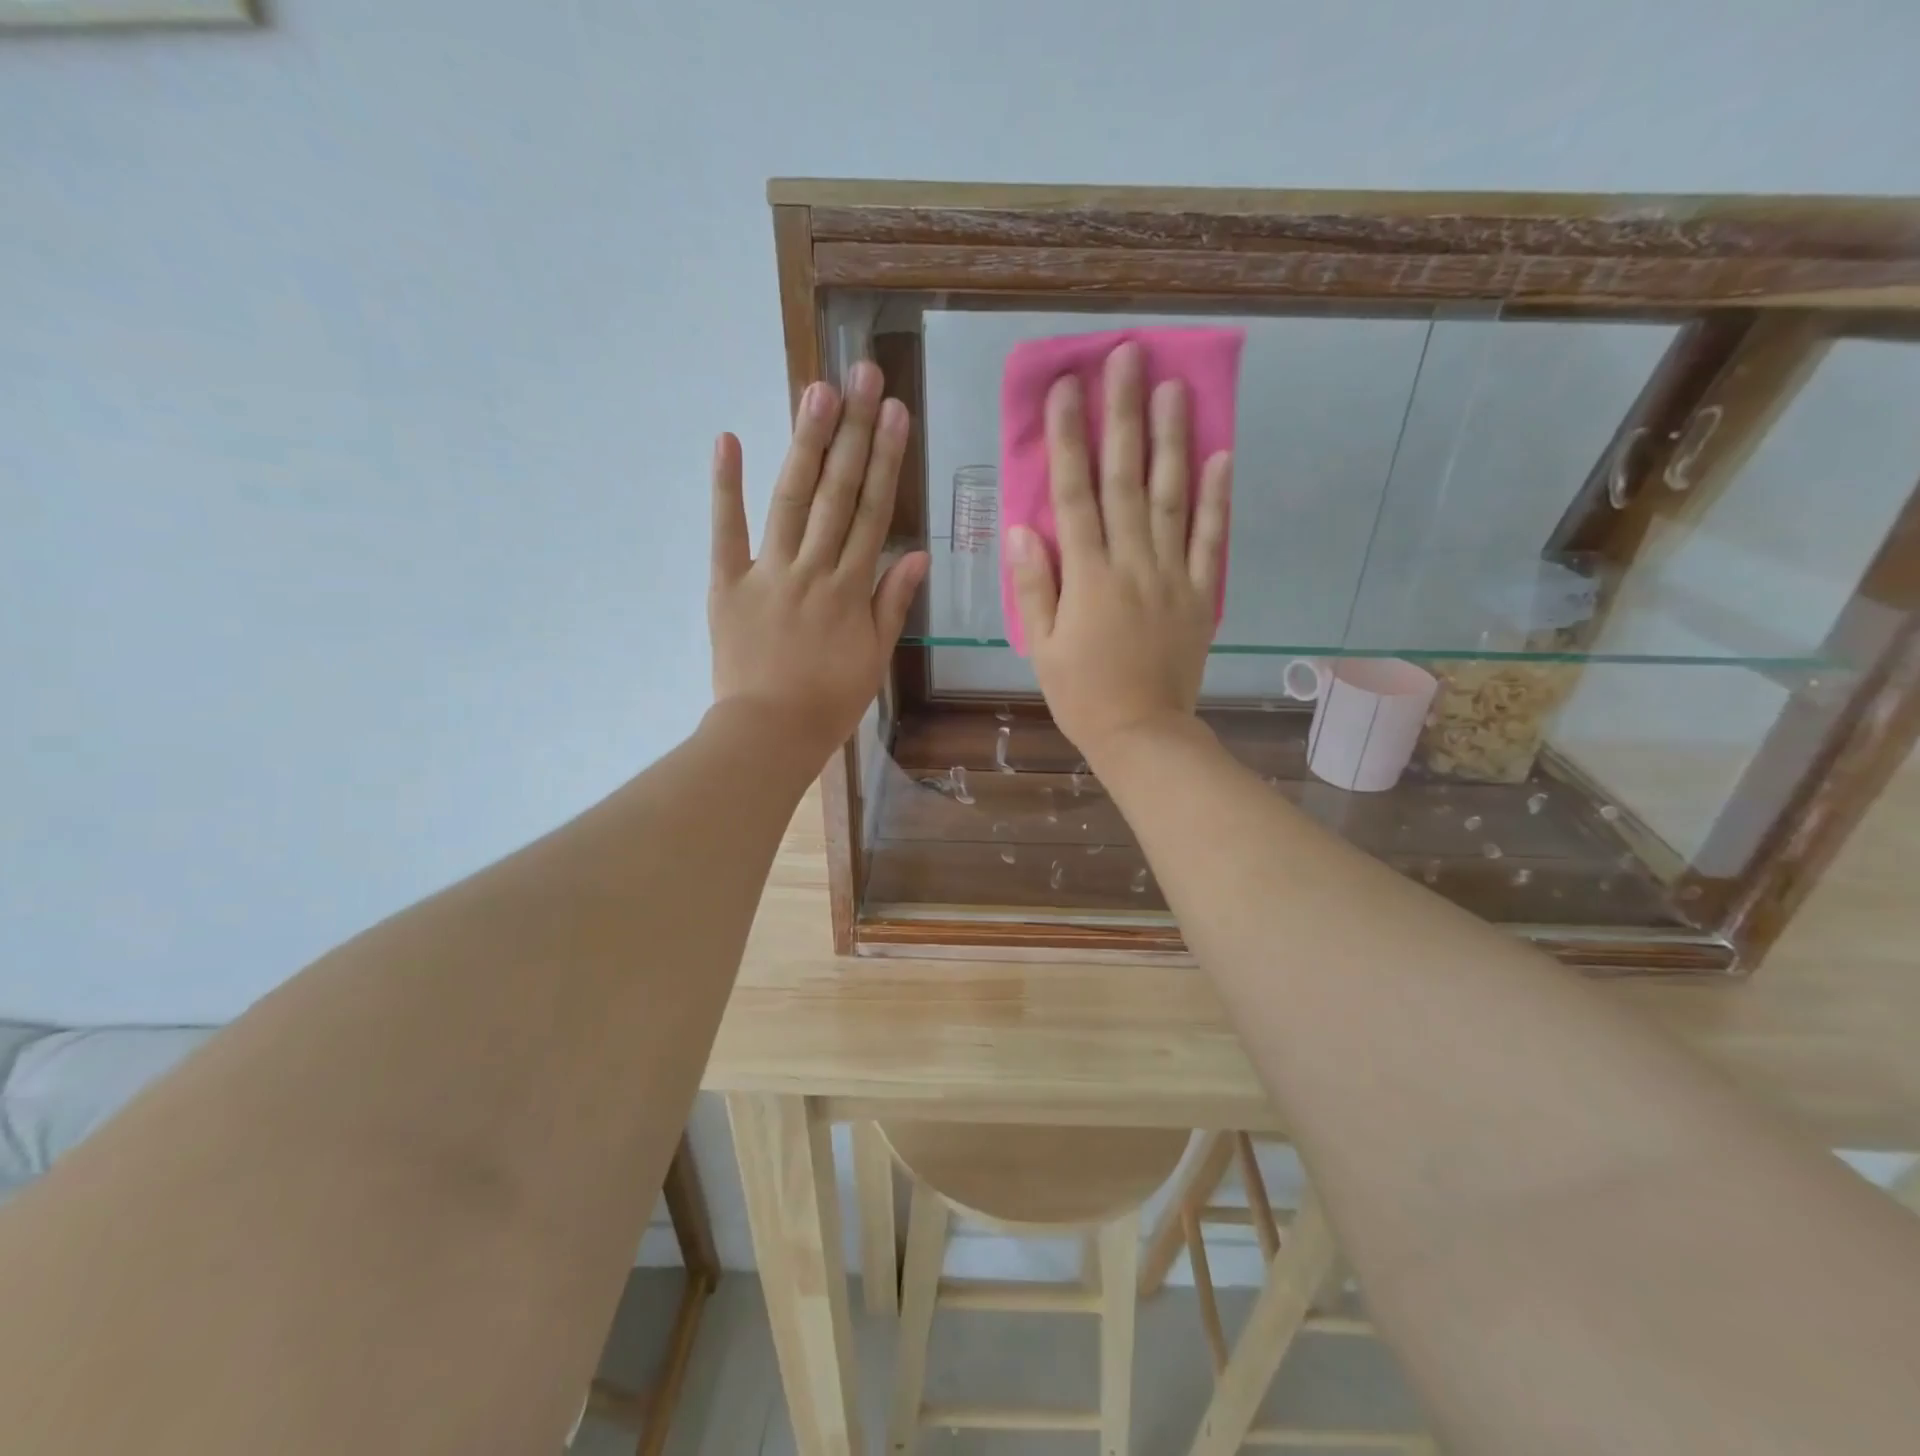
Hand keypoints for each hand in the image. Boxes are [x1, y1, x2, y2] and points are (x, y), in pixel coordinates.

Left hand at [709, 361, 928, 761]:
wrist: (769, 733)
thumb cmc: (829, 702)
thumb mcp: (875, 659)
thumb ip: (892, 605)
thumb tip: (915, 555)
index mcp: (851, 590)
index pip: (874, 513)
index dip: (886, 461)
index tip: (897, 413)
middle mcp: (813, 569)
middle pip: (837, 493)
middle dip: (853, 432)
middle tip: (863, 376)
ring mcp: (767, 572)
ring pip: (791, 500)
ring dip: (805, 443)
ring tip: (819, 390)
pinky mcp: (727, 583)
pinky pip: (726, 531)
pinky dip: (724, 486)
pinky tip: (728, 438)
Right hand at [1005, 342, 1231, 762]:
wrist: (1142, 733)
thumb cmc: (1081, 694)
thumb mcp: (1042, 647)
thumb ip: (1035, 586)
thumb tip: (1023, 528)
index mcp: (1087, 577)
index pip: (1075, 494)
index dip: (1069, 439)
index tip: (1067, 388)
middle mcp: (1132, 563)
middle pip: (1126, 480)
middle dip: (1123, 416)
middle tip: (1128, 358)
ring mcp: (1172, 575)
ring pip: (1173, 498)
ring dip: (1172, 441)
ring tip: (1174, 388)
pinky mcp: (1201, 594)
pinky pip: (1212, 541)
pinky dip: (1217, 499)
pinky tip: (1221, 456)